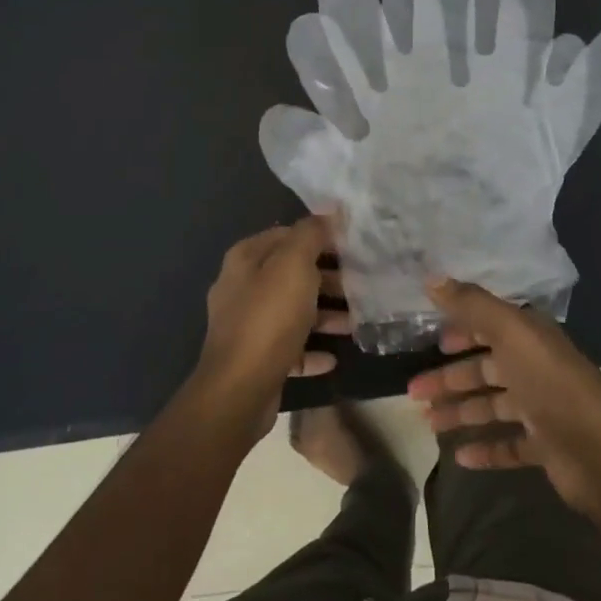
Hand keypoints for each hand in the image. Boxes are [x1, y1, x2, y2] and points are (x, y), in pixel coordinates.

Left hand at [191, 217, 350, 437]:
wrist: (239, 389)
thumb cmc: (269, 319)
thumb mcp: (294, 266)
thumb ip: (311, 234)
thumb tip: (330, 211)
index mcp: (246, 259)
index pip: (287, 235)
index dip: (320, 236)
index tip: (353, 245)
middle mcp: (242, 288)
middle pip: (292, 274)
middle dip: (327, 277)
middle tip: (361, 283)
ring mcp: (247, 325)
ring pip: (293, 311)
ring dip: (324, 315)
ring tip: (356, 321)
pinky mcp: (256, 358)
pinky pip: (290, 348)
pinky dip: (311, 350)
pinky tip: (334, 357)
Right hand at [406, 278, 600, 512]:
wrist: (600, 450)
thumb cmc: (550, 383)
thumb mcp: (510, 332)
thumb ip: (472, 305)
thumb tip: (431, 278)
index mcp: (530, 338)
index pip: (491, 328)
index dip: (462, 332)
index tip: (433, 344)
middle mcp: (536, 369)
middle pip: (485, 370)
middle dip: (450, 379)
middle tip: (413, 393)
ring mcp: (542, 409)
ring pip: (492, 407)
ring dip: (461, 413)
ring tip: (428, 424)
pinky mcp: (546, 447)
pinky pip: (509, 446)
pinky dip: (485, 449)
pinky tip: (459, 456)